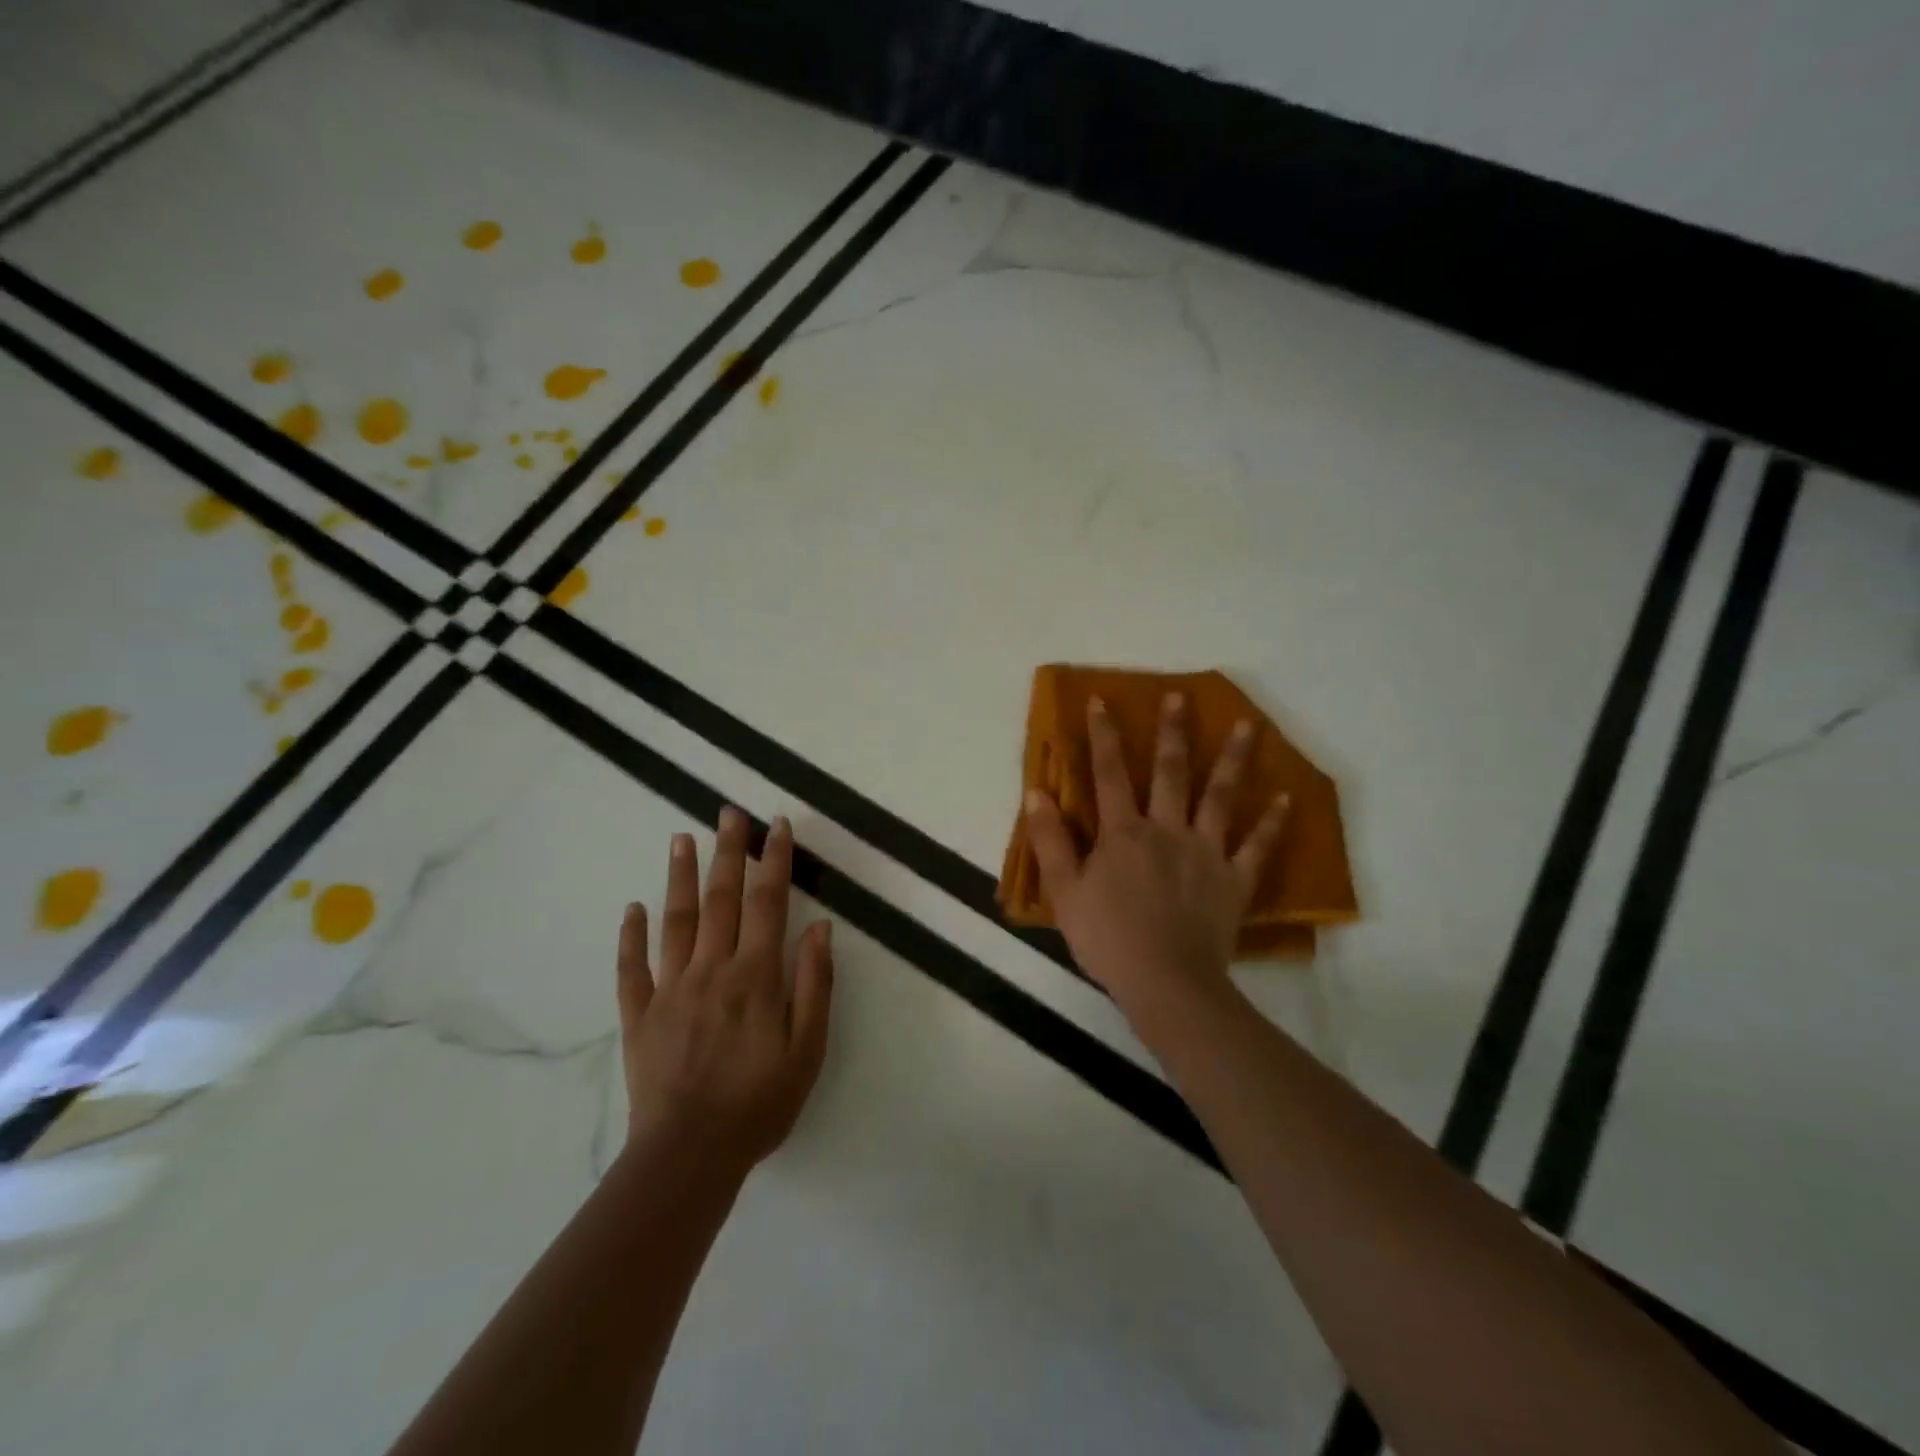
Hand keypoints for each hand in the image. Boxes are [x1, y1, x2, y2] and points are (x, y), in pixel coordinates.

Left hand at [617, 809, 833, 1175]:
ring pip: (675, 921)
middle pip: (721, 899)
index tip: (776, 826)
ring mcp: (670, 990)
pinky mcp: (639, 1015)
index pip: (768, 903)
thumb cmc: (759, 1104)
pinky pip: (632, 968)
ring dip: (679, 876)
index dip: (774, 861)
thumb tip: (819, 929)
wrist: (689, 1156)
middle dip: (728, 852)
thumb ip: (814, 985)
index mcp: (755, 977)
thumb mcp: (808, 1050)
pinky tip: (633, 908)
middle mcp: (712, 970)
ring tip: (681, 838)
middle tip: (728, 812)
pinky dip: (631, 936)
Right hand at [1023, 694, 1288, 1033]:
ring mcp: (1206, 852)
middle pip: (1171, 773)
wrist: (1165, 983)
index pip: (1109, 774)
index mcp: (1124, 833)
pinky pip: (1256, 847)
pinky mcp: (1234, 880)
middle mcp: (1167, 830)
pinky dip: (1272, 823)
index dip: (1104, 736)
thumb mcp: (1064, 891)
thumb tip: (1035, 792)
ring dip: (1234, 760)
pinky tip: (1287, 798)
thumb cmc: (1108, 938)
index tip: (1102, 701)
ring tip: (1249, 725)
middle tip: (1181, 696)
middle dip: (1173, 732)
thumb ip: (1050, 840)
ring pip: (1220, 798)